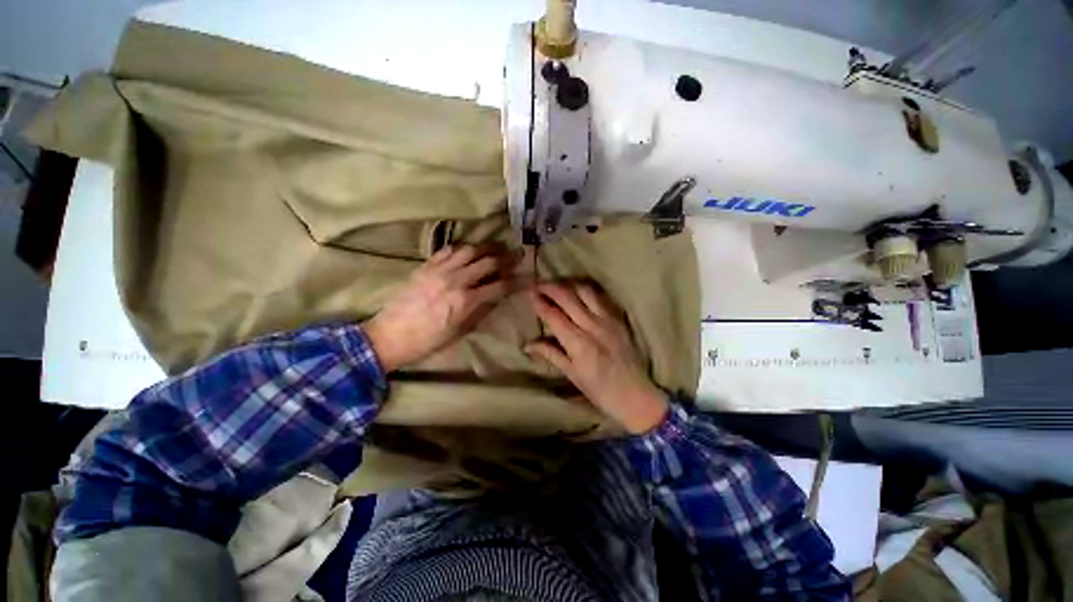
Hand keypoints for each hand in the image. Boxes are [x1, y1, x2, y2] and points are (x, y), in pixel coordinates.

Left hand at [365, 244, 517, 371]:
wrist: (389, 336)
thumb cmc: (428, 341)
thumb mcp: (460, 331)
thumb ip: (481, 310)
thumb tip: (497, 295)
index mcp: (466, 301)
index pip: (500, 285)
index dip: (518, 281)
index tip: (530, 277)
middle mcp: (455, 281)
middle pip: (488, 262)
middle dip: (507, 257)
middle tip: (519, 253)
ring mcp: (439, 270)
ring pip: (469, 250)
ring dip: (487, 247)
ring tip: (498, 247)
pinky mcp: (425, 266)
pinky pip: (448, 250)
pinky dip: (463, 247)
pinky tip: (470, 249)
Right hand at [526, 282, 668, 434]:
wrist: (636, 395)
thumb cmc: (599, 390)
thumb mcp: (572, 374)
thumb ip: (550, 354)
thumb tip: (527, 344)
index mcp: (578, 343)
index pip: (554, 316)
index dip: (540, 303)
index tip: (529, 293)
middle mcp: (592, 326)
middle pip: (568, 298)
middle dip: (550, 288)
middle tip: (538, 284)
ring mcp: (608, 320)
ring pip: (585, 292)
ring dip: (568, 285)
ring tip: (557, 285)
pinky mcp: (618, 319)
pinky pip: (600, 298)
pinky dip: (586, 291)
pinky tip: (579, 291)